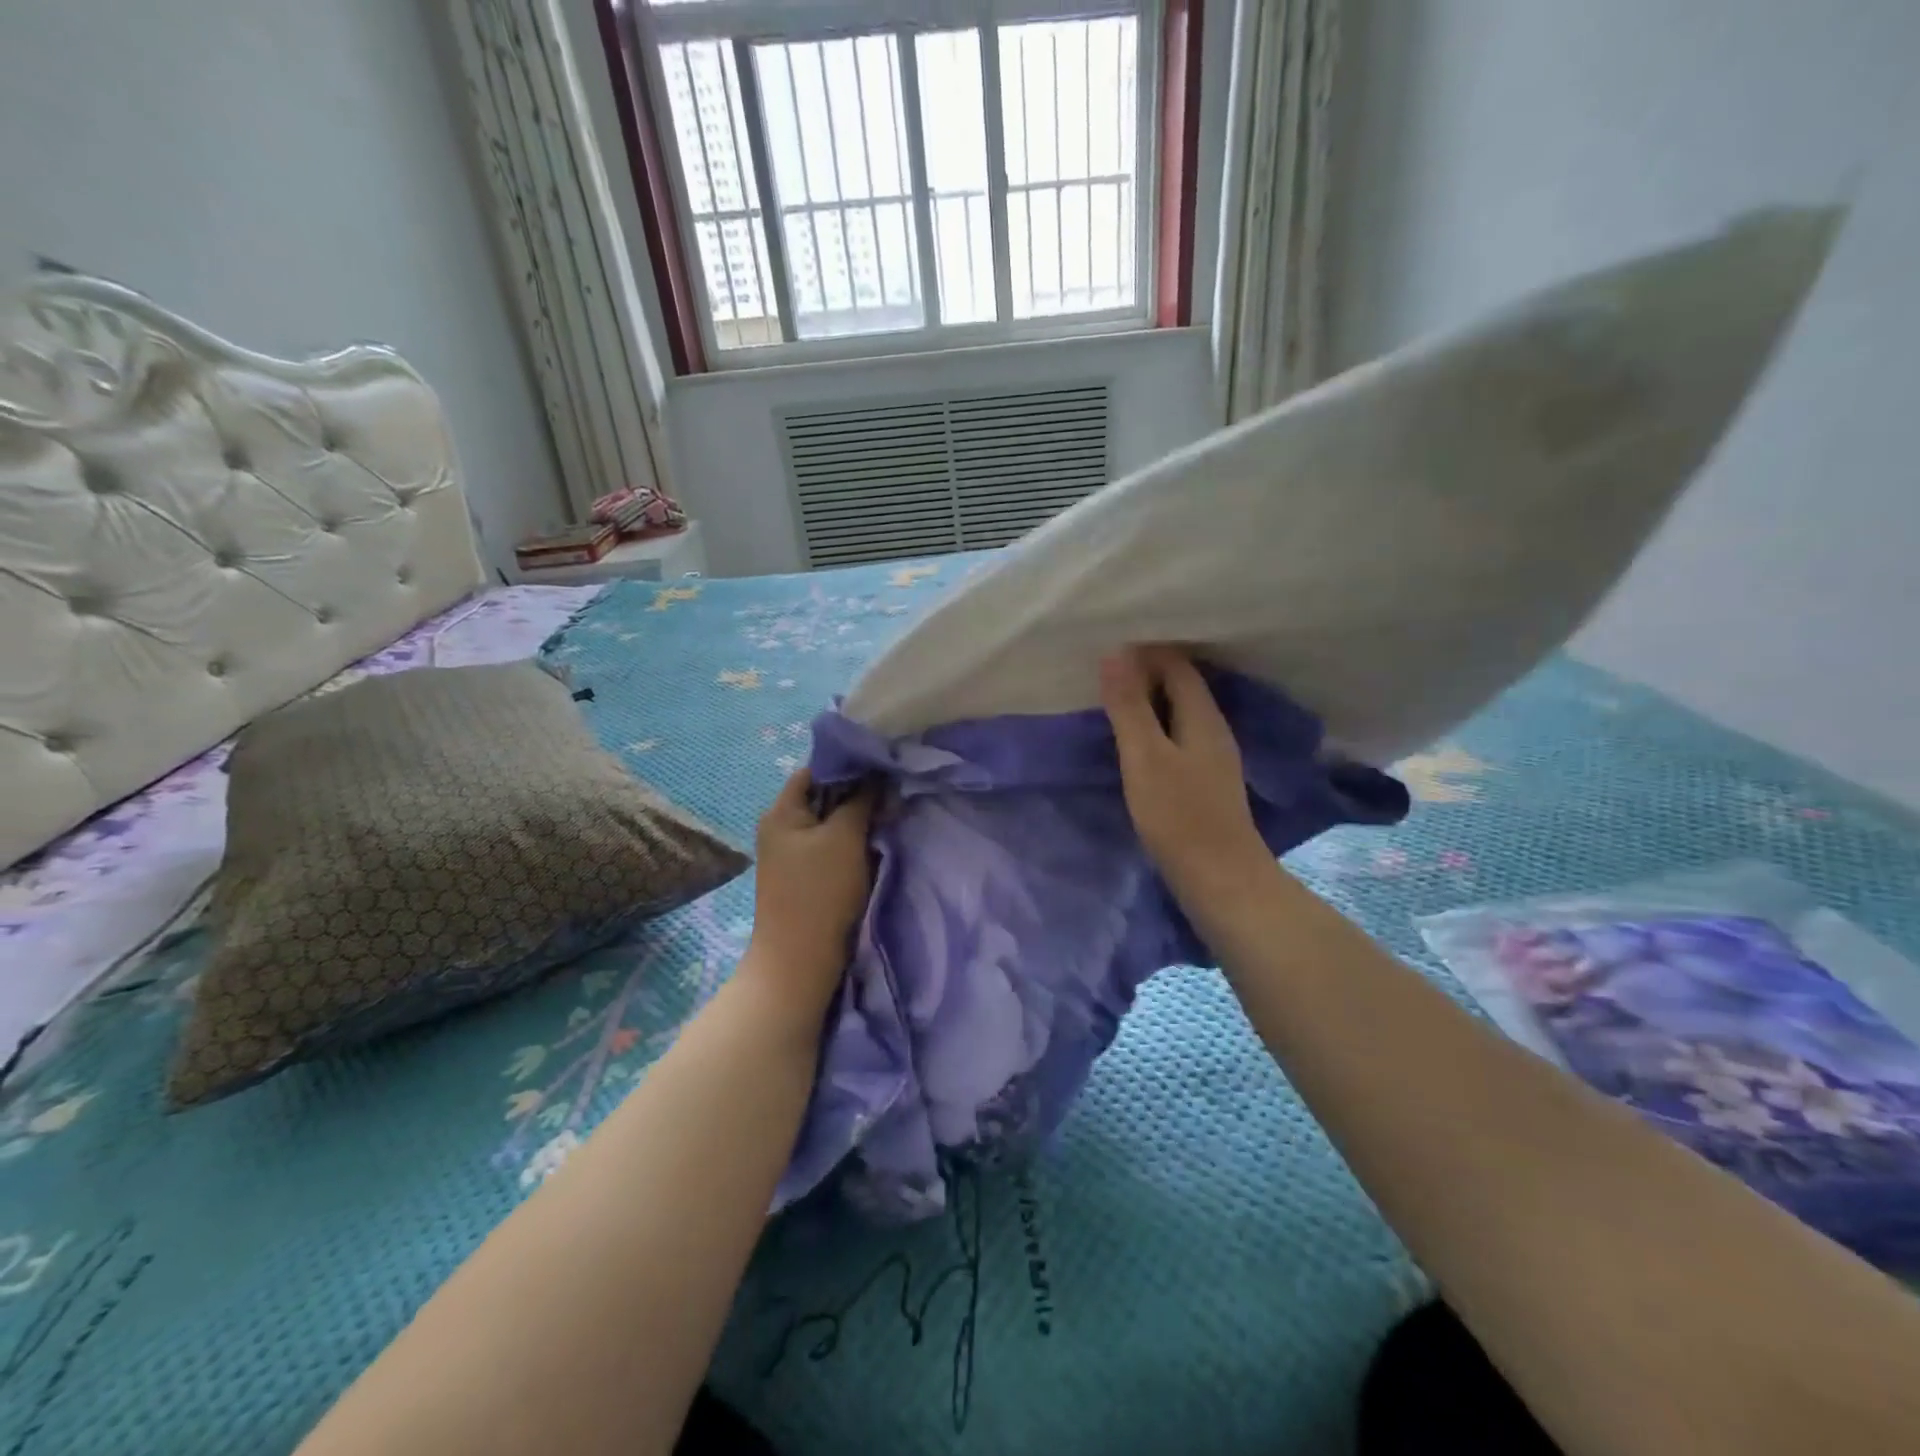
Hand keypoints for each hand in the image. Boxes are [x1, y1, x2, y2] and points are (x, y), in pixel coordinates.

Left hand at [742, 769, 874, 1011]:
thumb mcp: (845, 837)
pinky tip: (875, 844)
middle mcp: (781, 828)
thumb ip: (861, 801)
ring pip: (830, 824)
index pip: (815, 770)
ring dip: (857, 820)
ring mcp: (791, 855)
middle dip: (857, 794)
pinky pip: (831, 848)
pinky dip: (852, 844)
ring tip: (889, 815)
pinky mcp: (805, 878)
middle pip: (823, 797)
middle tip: (892, 792)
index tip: (882, 765)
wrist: (800, 960)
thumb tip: (876, 775)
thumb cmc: (821, 891)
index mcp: (781, 812)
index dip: (847, 764)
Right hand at [1100, 646, 1267, 897]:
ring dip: (1147, 703)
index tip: (1105, 652)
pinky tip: (1133, 744)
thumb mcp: (1145, 757)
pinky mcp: (1204, 781)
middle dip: (1144, 674)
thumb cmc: (1179, 816)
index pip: (1176, 665)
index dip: (1143, 653)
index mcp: (1202, 716)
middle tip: (1100, 675)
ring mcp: (1211, 757)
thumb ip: (1129, 706)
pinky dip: (1153, 730)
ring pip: (1178, 713)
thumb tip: (1115, 653)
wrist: (1221, 879)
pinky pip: (1176, 737)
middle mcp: (1212, 728)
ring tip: (1110, 703)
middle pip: (1180, 685)